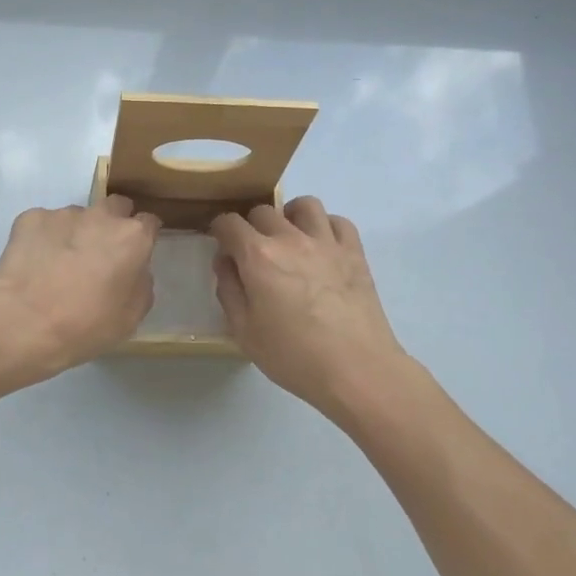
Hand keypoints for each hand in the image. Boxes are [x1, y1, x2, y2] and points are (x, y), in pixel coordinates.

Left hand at [0, 196, 161, 384]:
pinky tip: (35, 264)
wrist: (24, 323)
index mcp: (132, 237)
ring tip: (60, 265)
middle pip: (115, 207)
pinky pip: (44, 224)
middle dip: (113, 224)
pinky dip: (44, 238)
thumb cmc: (85, 326)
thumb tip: (134, 271)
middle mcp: (101, 215)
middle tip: (101, 254)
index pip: (149, 222)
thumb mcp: (130, 317)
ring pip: (78, 217)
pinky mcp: (30, 218)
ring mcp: (63, 214)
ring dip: (76, 233)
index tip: (136, 253)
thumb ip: (140, 284)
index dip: (144, 237)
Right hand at [211, 197, 409, 419]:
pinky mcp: (355, 253)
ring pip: (304, 205)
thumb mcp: (244, 331)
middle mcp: (290, 238)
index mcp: (258, 256)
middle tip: (253, 252)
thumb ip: (229, 290)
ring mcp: (326, 242)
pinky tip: (321, 247)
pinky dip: (325, 227)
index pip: (229, 223)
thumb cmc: (293, 356)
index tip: (222, 246)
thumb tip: (225, 262)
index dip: (219, 231)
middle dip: (251, 226)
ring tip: (289, 238)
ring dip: (290, 215)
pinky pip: (338, 221)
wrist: (356, 369)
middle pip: (263, 211)